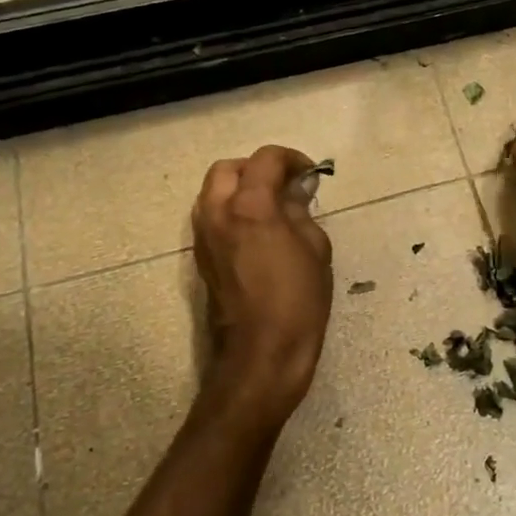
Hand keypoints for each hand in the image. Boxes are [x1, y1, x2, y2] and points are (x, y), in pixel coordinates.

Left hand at [191, 145, 333, 429]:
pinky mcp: (200, 258)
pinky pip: (210, 217)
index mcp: (251, 207)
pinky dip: (230, 211)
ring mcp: (203, 237)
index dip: (291, 159)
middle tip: (284, 185)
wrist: (260, 356)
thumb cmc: (298, 302)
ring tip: (270, 207)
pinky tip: (256, 232)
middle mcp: (218, 214)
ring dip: (239, 188)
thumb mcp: (316, 250)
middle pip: (227, 168)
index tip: (310, 174)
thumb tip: (294, 192)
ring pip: (212, 192)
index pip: (265, 159)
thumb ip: (301, 212)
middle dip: (256, 168)